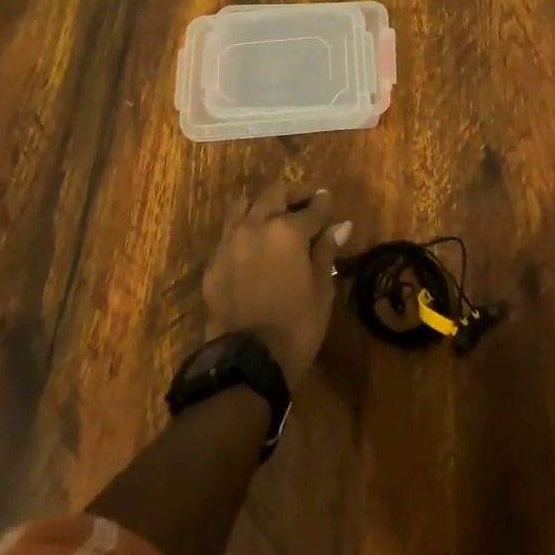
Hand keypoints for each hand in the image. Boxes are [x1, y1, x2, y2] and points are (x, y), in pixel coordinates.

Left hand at [202, 182, 352, 389]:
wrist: (248, 360)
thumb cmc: (297, 325)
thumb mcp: (321, 289)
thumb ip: (327, 251)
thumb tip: (341, 225)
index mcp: (289, 231)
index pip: (311, 207)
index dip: (322, 202)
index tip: (326, 198)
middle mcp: (257, 225)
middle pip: (273, 194)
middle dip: (290, 196)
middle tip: (300, 207)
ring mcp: (230, 241)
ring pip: (243, 205)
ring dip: (260, 206)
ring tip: (270, 220)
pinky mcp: (213, 261)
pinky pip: (228, 233)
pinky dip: (241, 231)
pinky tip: (250, 248)